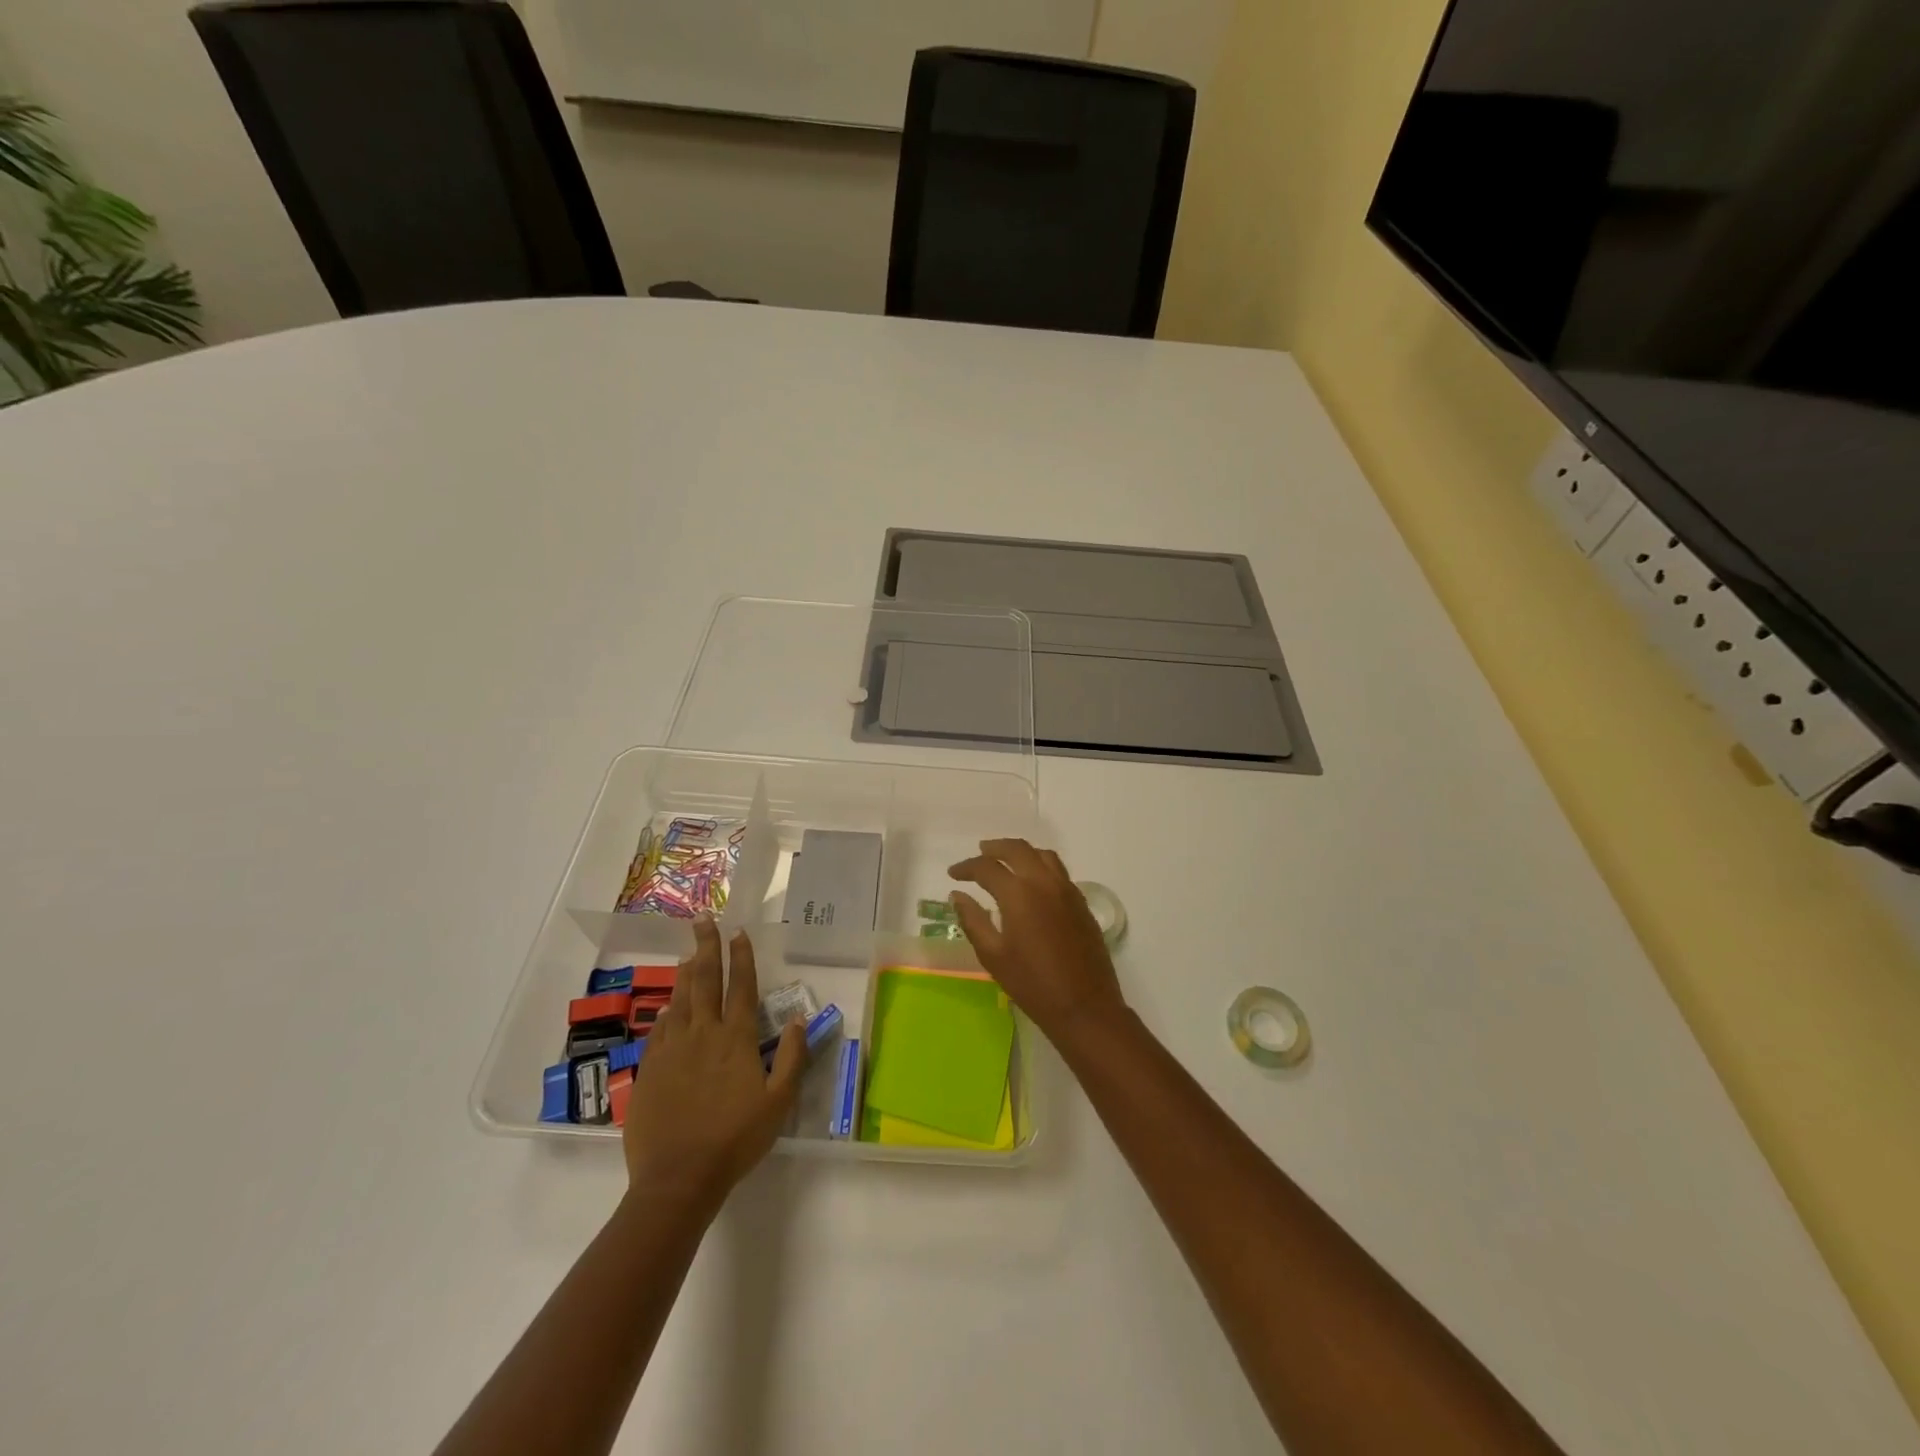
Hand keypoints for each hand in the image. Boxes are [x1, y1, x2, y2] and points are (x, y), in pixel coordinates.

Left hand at [622, 917, 805, 1215]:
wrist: (678, 1177)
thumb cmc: (736, 1139)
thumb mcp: (778, 1102)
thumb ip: (791, 1057)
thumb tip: (797, 1019)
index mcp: (735, 1038)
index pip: (740, 986)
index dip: (740, 956)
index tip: (738, 931)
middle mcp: (702, 1033)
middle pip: (704, 980)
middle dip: (706, 946)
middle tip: (703, 919)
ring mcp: (671, 1049)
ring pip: (679, 999)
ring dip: (685, 973)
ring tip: (688, 953)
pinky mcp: (649, 1069)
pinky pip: (659, 1029)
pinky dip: (666, 1011)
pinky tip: (668, 1006)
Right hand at [948, 839, 1125, 1047]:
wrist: (1084, 1006)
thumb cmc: (1032, 984)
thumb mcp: (993, 955)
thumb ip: (973, 920)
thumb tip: (958, 895)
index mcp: (1018, 893)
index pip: (987, 867)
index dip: (966, 867)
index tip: (954, 874)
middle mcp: (1044, 882)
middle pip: (1017, 849)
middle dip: (994, 848)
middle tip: (979, 854)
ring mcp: (1067, 890)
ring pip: (1043, 855)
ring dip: (1021, 852)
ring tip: (1006, 861)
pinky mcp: (1081, 902)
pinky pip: (1059, 871)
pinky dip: (1041, 865)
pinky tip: (1033, 882)